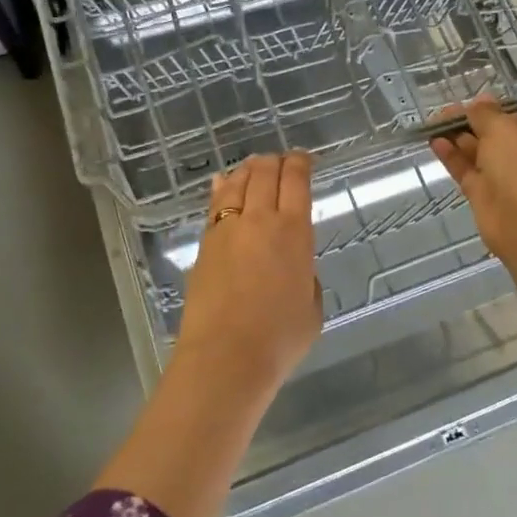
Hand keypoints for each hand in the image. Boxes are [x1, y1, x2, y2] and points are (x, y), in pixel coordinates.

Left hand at [176, 152, 321, 392]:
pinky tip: (222, 183)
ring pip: (237, 183)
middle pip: (265, 173)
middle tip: (282, 161)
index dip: (301, 163)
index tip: (305, 159)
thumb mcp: (312, 307)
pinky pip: (215, 205)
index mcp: (294, 231)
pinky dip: (222, 188)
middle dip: (276, 161)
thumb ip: (306, 276)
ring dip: (249, 169)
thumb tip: (293, 265)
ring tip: (255, 166)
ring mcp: (227, 229)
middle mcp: (260, 220)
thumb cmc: (279, 339)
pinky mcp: (205, 244)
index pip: (297, 180)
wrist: (225, 358)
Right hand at [430, 97, 516, 264]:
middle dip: (468, 122)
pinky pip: (464, 169)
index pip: (512, 117)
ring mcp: (501, 175)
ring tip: (432, 124)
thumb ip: (486, 114)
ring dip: (456, 137)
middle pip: (491, 134)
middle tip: (442, 114)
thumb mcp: (503, 128)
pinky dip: (450, 156)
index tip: (468, 104)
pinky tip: (434, 142)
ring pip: (475, 151)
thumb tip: (480, 101)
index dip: (489, 109)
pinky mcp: (481, 193)